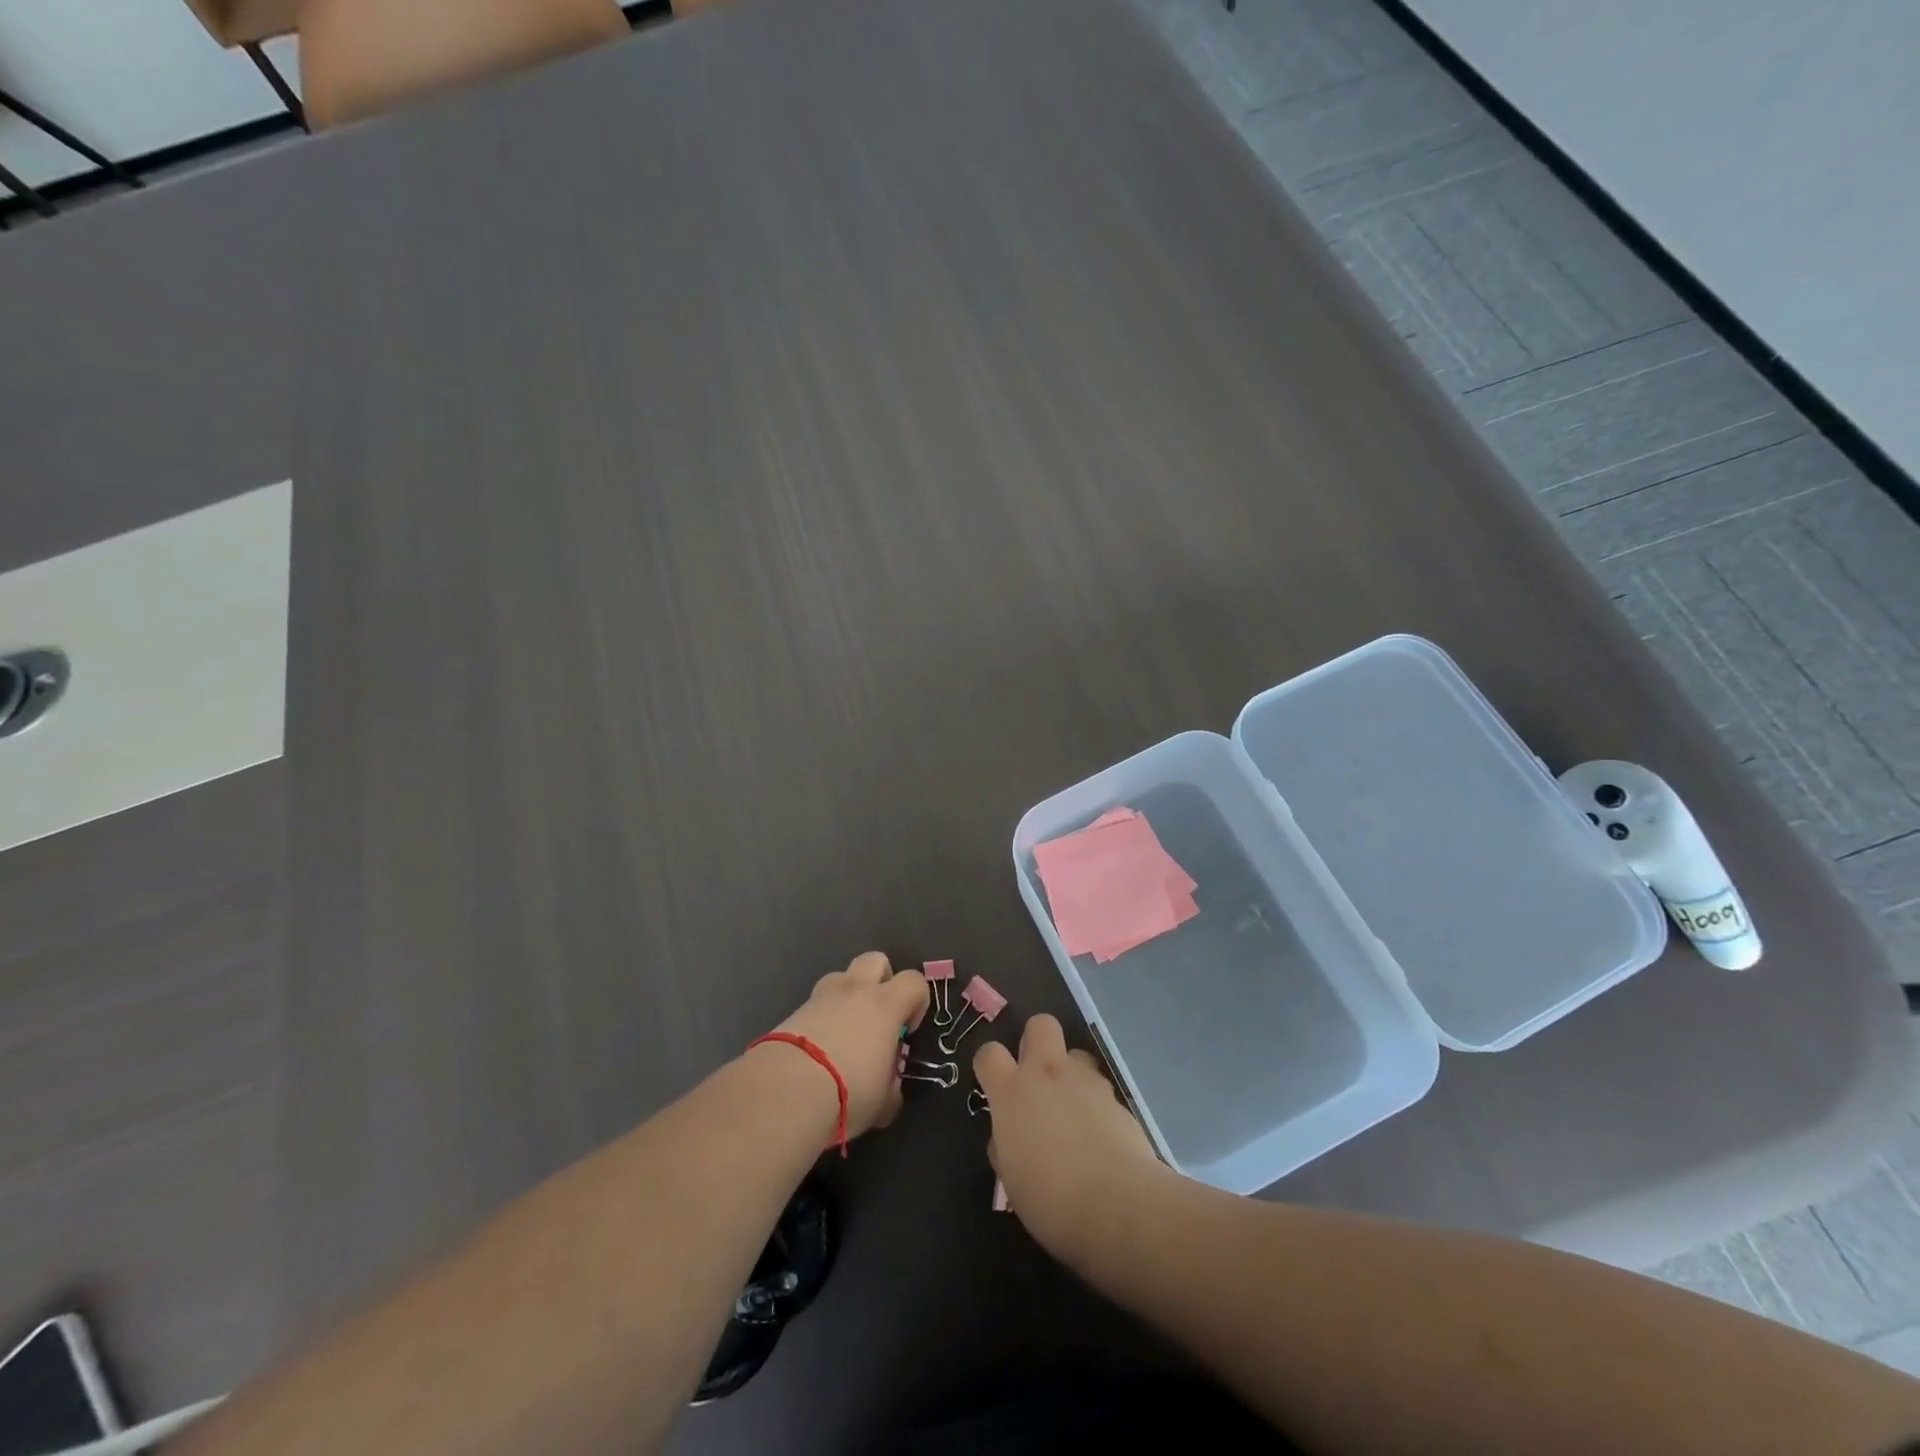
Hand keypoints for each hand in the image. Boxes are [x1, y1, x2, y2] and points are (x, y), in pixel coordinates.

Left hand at [770, 952, 926, 1138]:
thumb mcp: (882, 1102)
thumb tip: (889, 1089)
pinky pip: (815, 1004)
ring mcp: (820, 998)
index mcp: (884, 1005)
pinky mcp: (793, 1012)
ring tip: (844, 1033)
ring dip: (847, 997)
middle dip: (881, 980)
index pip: (914, 982)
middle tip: (878, 1017)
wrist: (785, 1092)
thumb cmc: (848, 1093)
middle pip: (875, 960)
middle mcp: (854, 991)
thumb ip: (891, 1088)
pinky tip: (817, 1052)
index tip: (908, 1030)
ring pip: (840, 977)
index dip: (917, 1001)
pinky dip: (821, 1019)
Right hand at [973, 1014, 1160, 1251]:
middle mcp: (1048, 1074)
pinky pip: (1100, 1089)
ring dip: (1070, 1075)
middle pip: (1040, 1025)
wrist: (1116, 1203)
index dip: (989, 1065)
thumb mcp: (1013, 1178)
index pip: (989, 1054)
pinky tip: (1100, 1139)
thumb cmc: (1050, 1198)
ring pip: (1076, 1055)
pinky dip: (1096, 1106)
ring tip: (1074, 1112)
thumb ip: (1007, 1146)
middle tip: (1037, 1078)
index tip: (993, 1084)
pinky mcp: (1117, 1098)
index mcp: (1012, 1092)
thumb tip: (1010, 1138)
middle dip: (1036, 1041)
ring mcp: (1086, 1081)